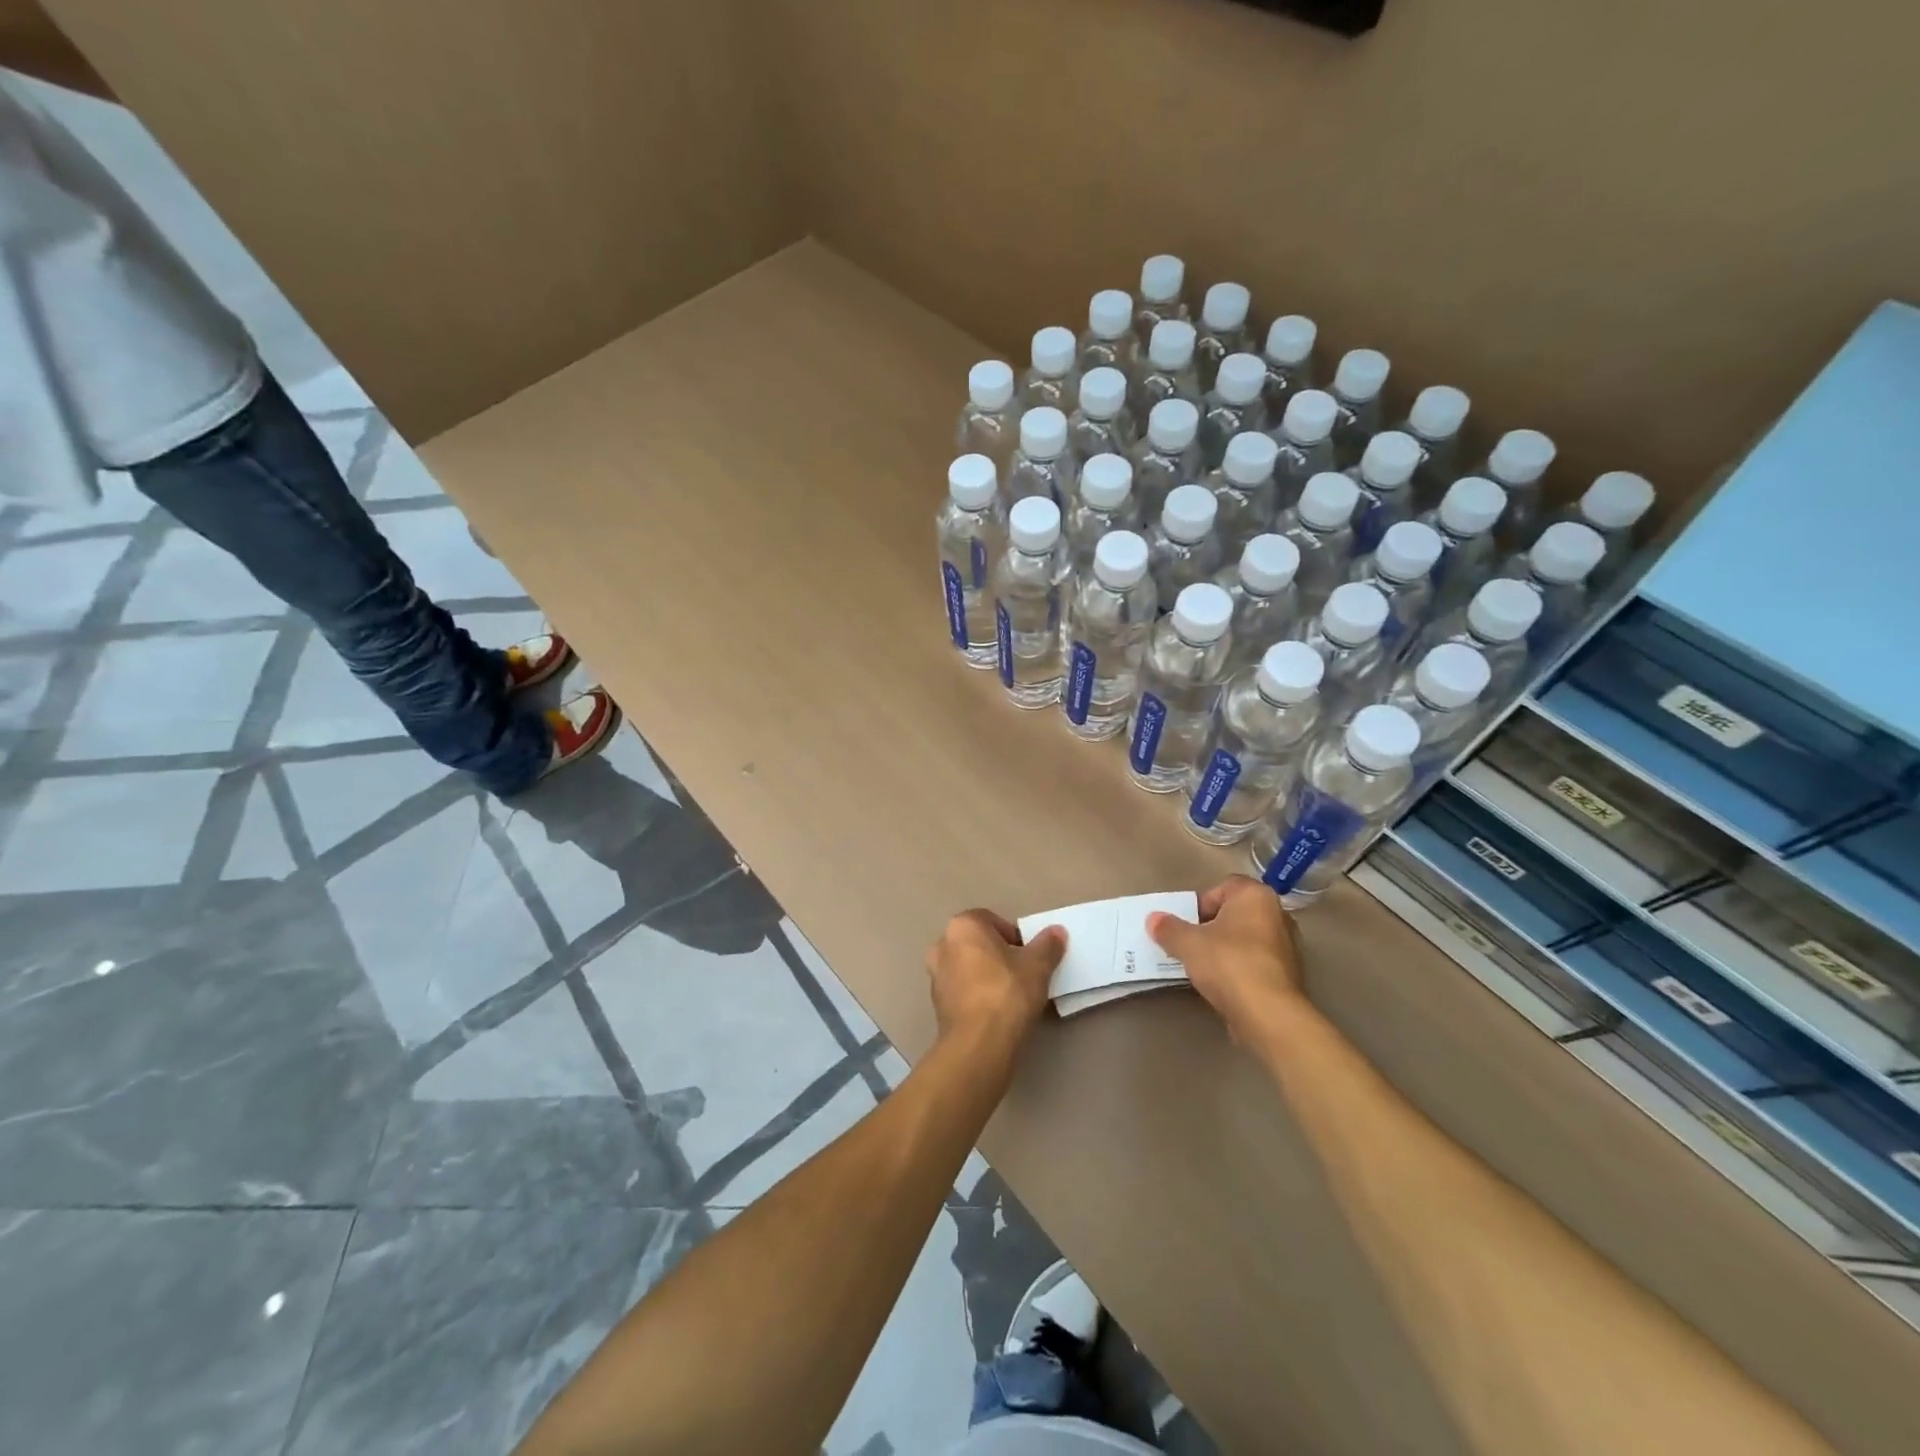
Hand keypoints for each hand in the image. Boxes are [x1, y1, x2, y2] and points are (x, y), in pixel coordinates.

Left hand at [926, 910, 1066, 1050]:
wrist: (979, 1043)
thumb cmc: (1007, 992)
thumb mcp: (1037, 966)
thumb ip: (1048, 945)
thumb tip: (1057, 932)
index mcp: (963, 926)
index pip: (992, 920)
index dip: (1014, 936)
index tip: (1028, 957)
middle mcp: (942, 944)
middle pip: (978, 943)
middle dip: (998, 955)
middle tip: (1022, 974)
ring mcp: (935, 975)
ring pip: (968, 967)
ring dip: (986, 975)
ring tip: (1010, 995)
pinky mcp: (936, 1004)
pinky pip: (962, 990)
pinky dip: (976, 995)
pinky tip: (995, 1012)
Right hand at [1149, 876, 1305, 1040]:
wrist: (1268, 1014)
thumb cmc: (1228, 963)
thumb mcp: (1188, 943)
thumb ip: (1168, 928)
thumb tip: (1153, 919)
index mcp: (1256, 896)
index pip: (1223, 887)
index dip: (1201, 903)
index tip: (1187, 924)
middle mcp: (1277, 914)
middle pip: (1234, 913)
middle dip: (1211, 926)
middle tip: (1191, 943)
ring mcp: (1287, 946)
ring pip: (1245, 939)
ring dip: (1225, 949)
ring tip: (1203, 967)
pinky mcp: (1288, 974)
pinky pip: (1255, 962)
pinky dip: (1239, 968)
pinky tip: (1222, 984)